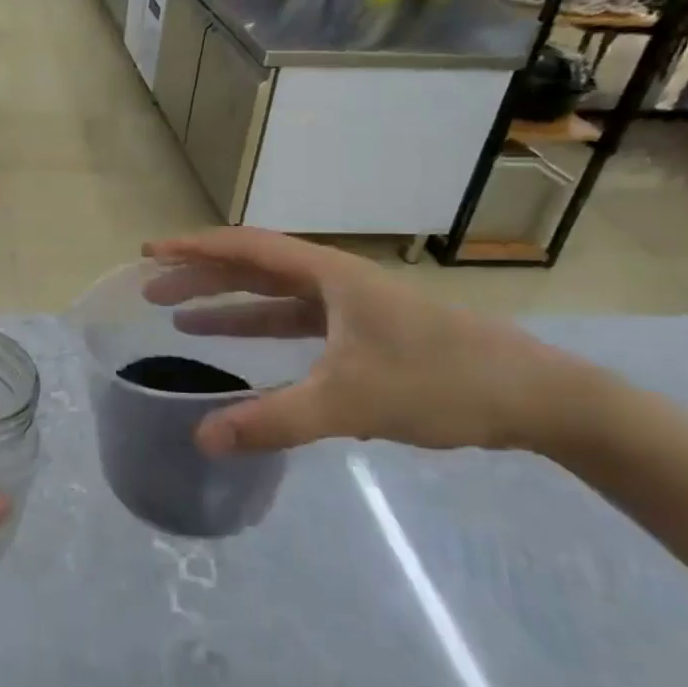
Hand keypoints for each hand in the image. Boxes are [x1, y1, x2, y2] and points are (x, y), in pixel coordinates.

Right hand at [143, 228, 604, 458]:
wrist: (538, 398)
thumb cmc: (441, 382)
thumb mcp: (351, 402)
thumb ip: (273, 420)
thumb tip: (202, 438)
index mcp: (327, 275)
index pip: (245, 248)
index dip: (193, 248)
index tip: (149, 253)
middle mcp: (333, 281)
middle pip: (252, 268)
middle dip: (199, 277)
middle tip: (151, 290)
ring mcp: (350, 307)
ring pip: (273, 297)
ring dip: (227, 304)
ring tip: (179, 318)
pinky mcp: (364, 334)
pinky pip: (296, 323)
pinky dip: (261, 330)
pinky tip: (243, 351)